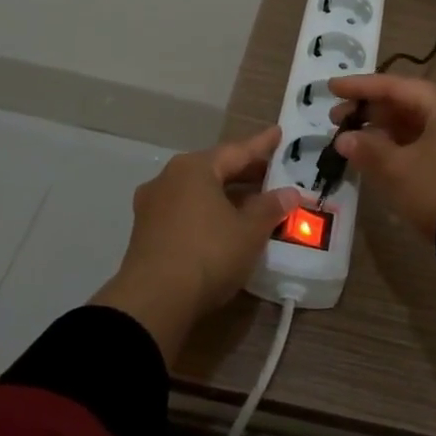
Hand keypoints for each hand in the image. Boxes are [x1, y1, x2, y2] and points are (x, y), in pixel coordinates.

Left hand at [93, 127, 304, 363]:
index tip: (279, 133)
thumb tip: (289, 193)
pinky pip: (186, 212)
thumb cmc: (208, 253)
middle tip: (272, 173)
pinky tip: (225, 225)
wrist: (153, 302)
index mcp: (194, 168)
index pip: (237, 151)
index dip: (262, 145)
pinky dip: (208, 213)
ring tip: (253, 202)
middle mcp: (169, 179)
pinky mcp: (146, 233)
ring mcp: (153, 206)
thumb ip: (270, 207)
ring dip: (226, 195)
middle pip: (214, 169)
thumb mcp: (250, 231)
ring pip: (198, 192)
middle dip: (244, 172)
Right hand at [327, 74, 435, 239]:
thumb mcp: (398, 169)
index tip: (332, 88)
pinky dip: (405, 146)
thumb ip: (368, 149)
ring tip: (354, 140)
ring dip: (387, 131)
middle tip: (337, 119)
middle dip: (372, 112)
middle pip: (410, 104)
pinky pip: (432, 142)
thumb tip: (344, 139)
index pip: (397, 86)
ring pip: (421, 125)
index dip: (361, 87)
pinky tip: (382, 156)